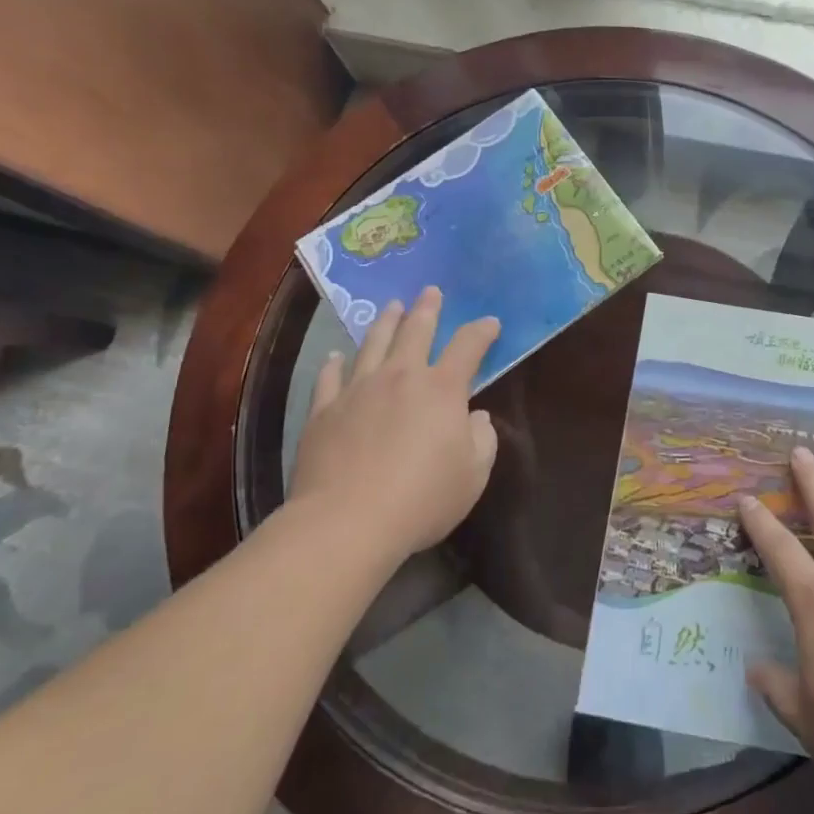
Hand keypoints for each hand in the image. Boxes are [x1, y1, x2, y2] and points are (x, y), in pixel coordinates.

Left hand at [288, 287, 499, 565]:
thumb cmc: (421, 499)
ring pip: (373, 344)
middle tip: (430, 291)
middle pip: (416, 331)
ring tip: (392, 307)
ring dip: (385, 322)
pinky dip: (334, 363)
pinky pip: (329, 377)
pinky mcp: (323, 411)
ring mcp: (358, 390)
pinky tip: (335, 356)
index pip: (468, 346)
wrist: (346, 522)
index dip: (482, 331)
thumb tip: (475, 418)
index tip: (490, 323)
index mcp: (442, 389)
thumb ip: (483, 440)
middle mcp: (401, 377)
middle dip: (427, 309)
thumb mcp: (473, 476)